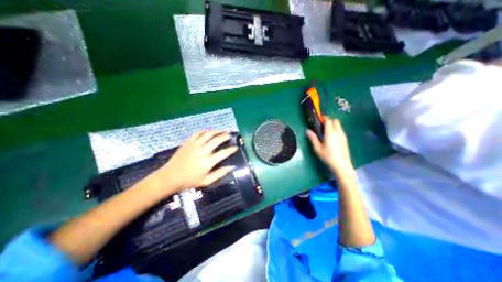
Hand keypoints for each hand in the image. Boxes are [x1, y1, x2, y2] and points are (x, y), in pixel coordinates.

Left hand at [155, 131, 237, 190]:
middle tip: (230, 135)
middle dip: (226, 136)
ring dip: (217, 131)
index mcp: (208, 161)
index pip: (224, 153)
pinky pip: (198, 133)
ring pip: (209, 134)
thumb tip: (232, 167)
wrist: (170, 177)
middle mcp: (203, 151)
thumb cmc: (189, 181)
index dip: (232, 149)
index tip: (236, 147)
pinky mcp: (188, 142)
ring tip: (222, 131)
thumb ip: (220, 173)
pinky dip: (205, 131)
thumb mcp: (207, 181)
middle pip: (217, 139)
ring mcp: (195, 145)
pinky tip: (209, 132)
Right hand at [306, 117, 351, 173]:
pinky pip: (340, 130)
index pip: (328, 120)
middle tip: (321, 125)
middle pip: (335, 121)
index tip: (318, 119)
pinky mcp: (345, 140)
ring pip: (339, 125)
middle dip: (328, 120)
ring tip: (325, 132)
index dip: (323, 118)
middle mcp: (338, 132)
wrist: (342, 165)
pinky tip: (331, 138)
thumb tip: (307, 130)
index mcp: (330, 133)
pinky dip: (335, 129)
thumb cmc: (328, 156)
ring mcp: (343, 136)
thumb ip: (313, 138)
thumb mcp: (317, 148)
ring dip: (332, 125)